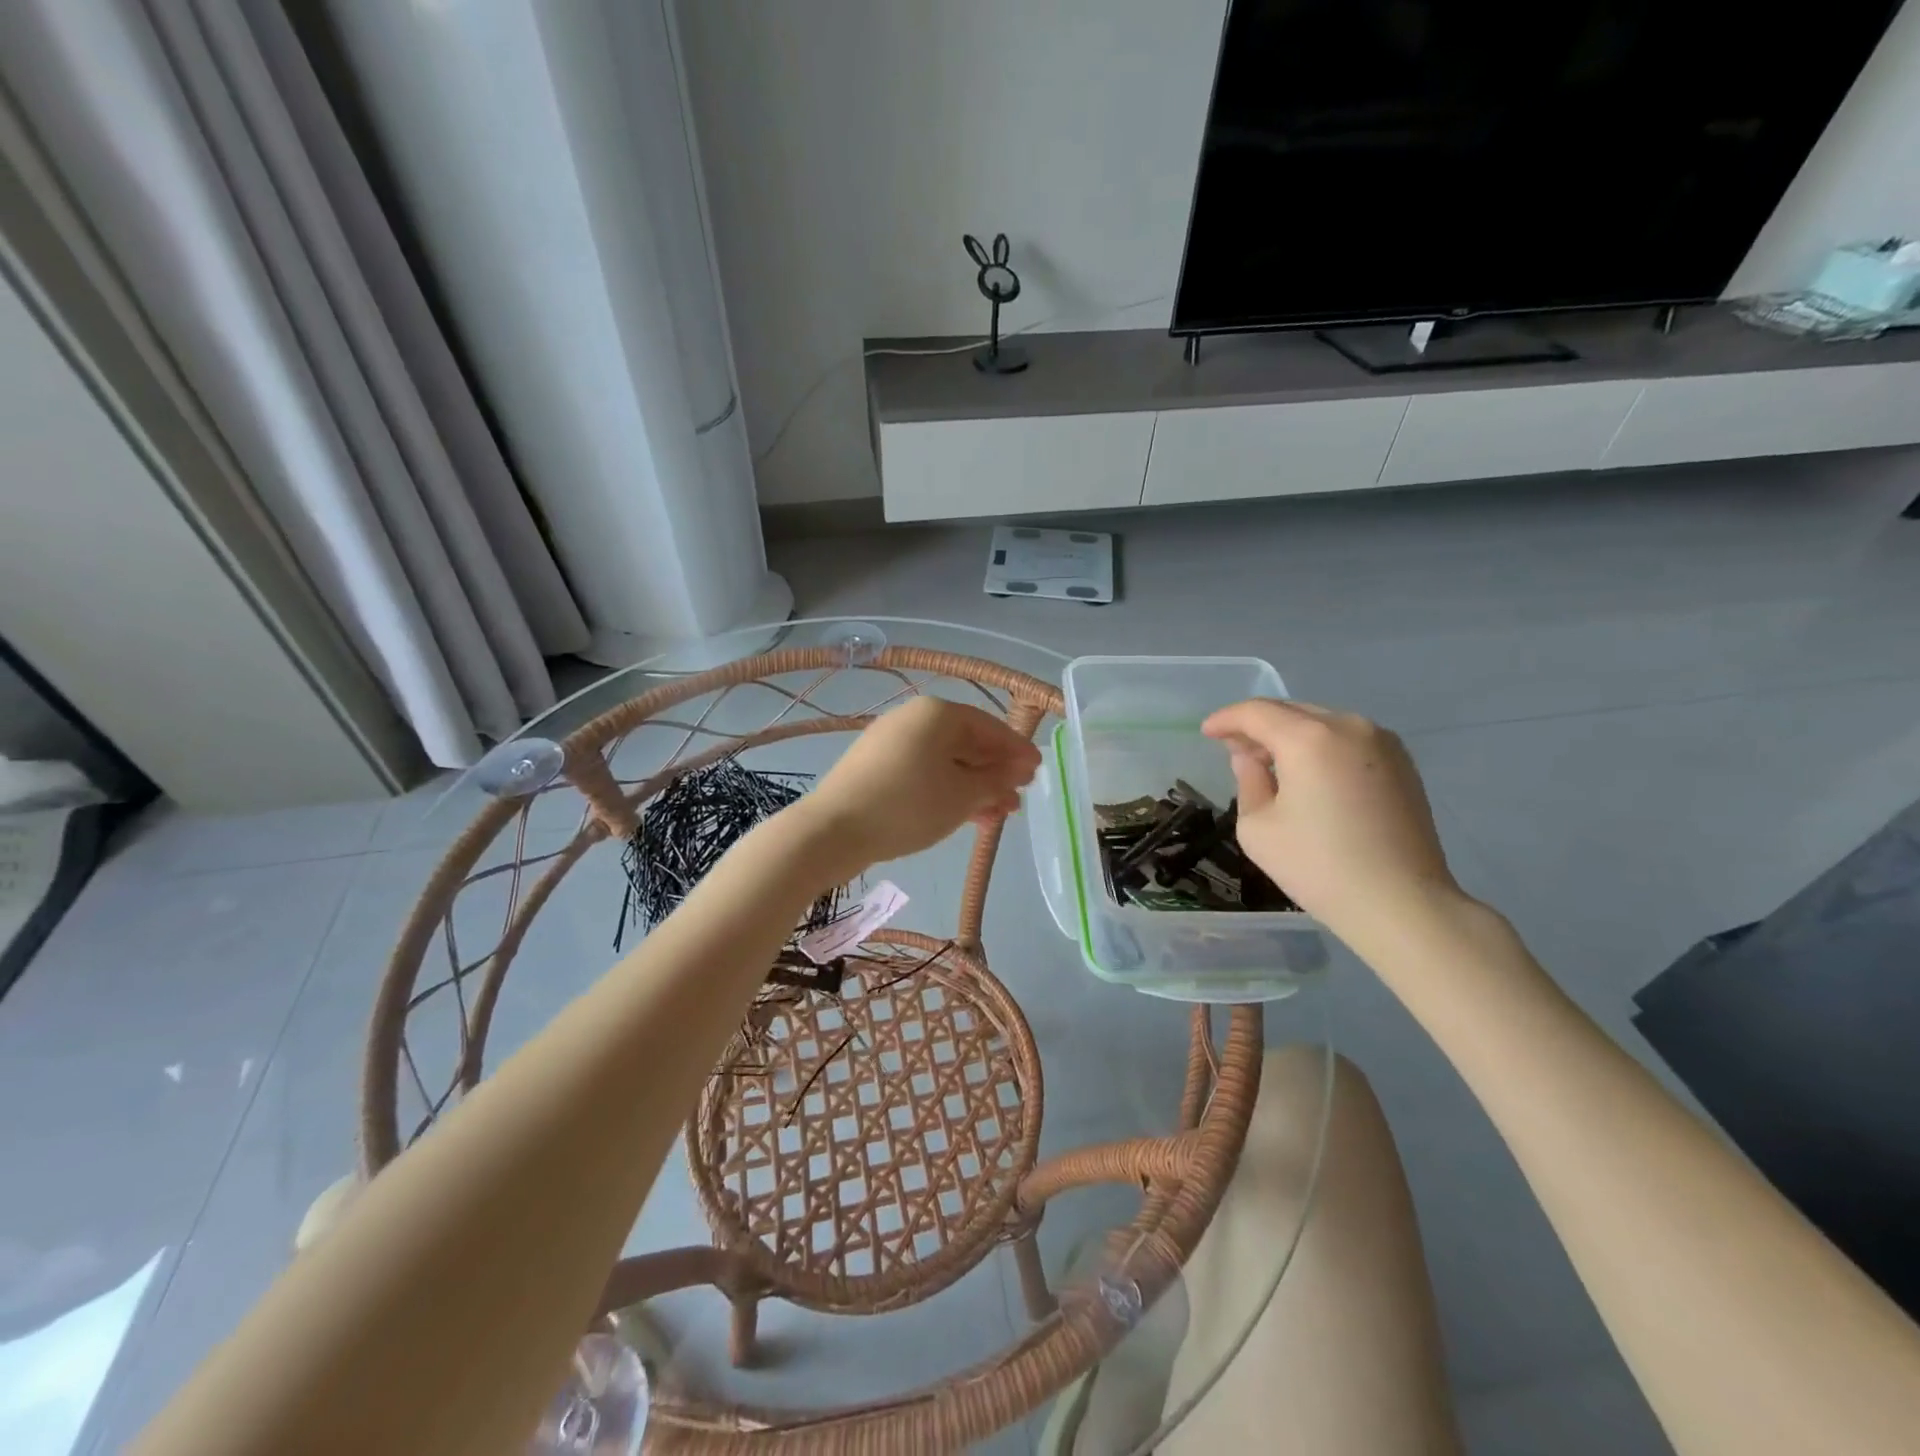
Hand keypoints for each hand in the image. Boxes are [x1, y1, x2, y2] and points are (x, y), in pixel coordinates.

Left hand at [796, 697, 1041, 873]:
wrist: (832, 831)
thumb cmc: (908, 805)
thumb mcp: (962, 796)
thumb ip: (996, 781)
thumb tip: (1018, 770)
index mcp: (937, 714)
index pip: (989, 726)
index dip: (1016, 750)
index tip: (1038, 771)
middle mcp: (913, 719)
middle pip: (966, 743)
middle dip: (995, 771)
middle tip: (1020, 796)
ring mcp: (891, 743)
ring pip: (945, 761)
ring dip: (975, 786)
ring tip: (1000, 814)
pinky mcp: (876, 769)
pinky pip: (923, 773)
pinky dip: (948, 790)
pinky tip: (966, 815)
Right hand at [1202, 699, 1461, 935]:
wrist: (1401, 903)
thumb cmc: (1318, 866)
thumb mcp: (1258, 827)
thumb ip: (1248, 781)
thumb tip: (1251, 759)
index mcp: (1309, 738)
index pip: (1256, 712)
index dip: (1226, 719)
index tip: (1206, 733)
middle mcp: (1350, 727)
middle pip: (1291, 711)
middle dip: (1258, 725)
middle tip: (1234, 749)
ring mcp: (1382, 743)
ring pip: (1321, 724)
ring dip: (1290, 736)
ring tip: (1270, 764)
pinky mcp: (1402, 764)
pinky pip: (1347, 741)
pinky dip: (1320, 748)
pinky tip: (1308, 776)